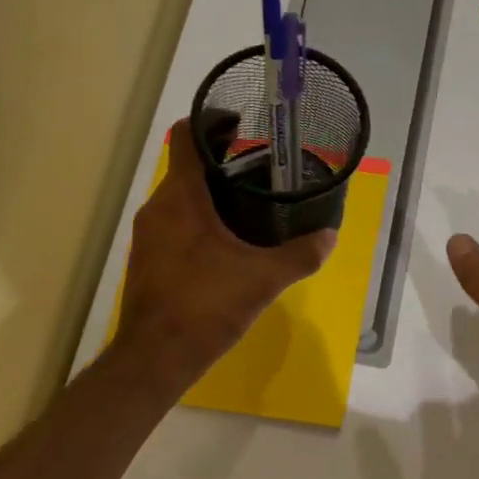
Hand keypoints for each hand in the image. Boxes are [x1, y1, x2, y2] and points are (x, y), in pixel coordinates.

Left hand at [115, 118, 334, 390]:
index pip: (187, 137)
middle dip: (220, 160)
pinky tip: (227, 242)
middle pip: (185, 166)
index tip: (242, 123)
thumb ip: (300, 255)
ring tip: (249, 203)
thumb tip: (329, 235)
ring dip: (209, 192)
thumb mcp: (262, 279)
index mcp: (181, 198)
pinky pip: (174, 223)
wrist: (155, 357)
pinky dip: (198, 219)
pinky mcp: (148, 259)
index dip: (212, 121)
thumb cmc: (205, 306)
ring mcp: (148, 235)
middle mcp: (158, 207)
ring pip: (179, 197)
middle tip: (261, 166)